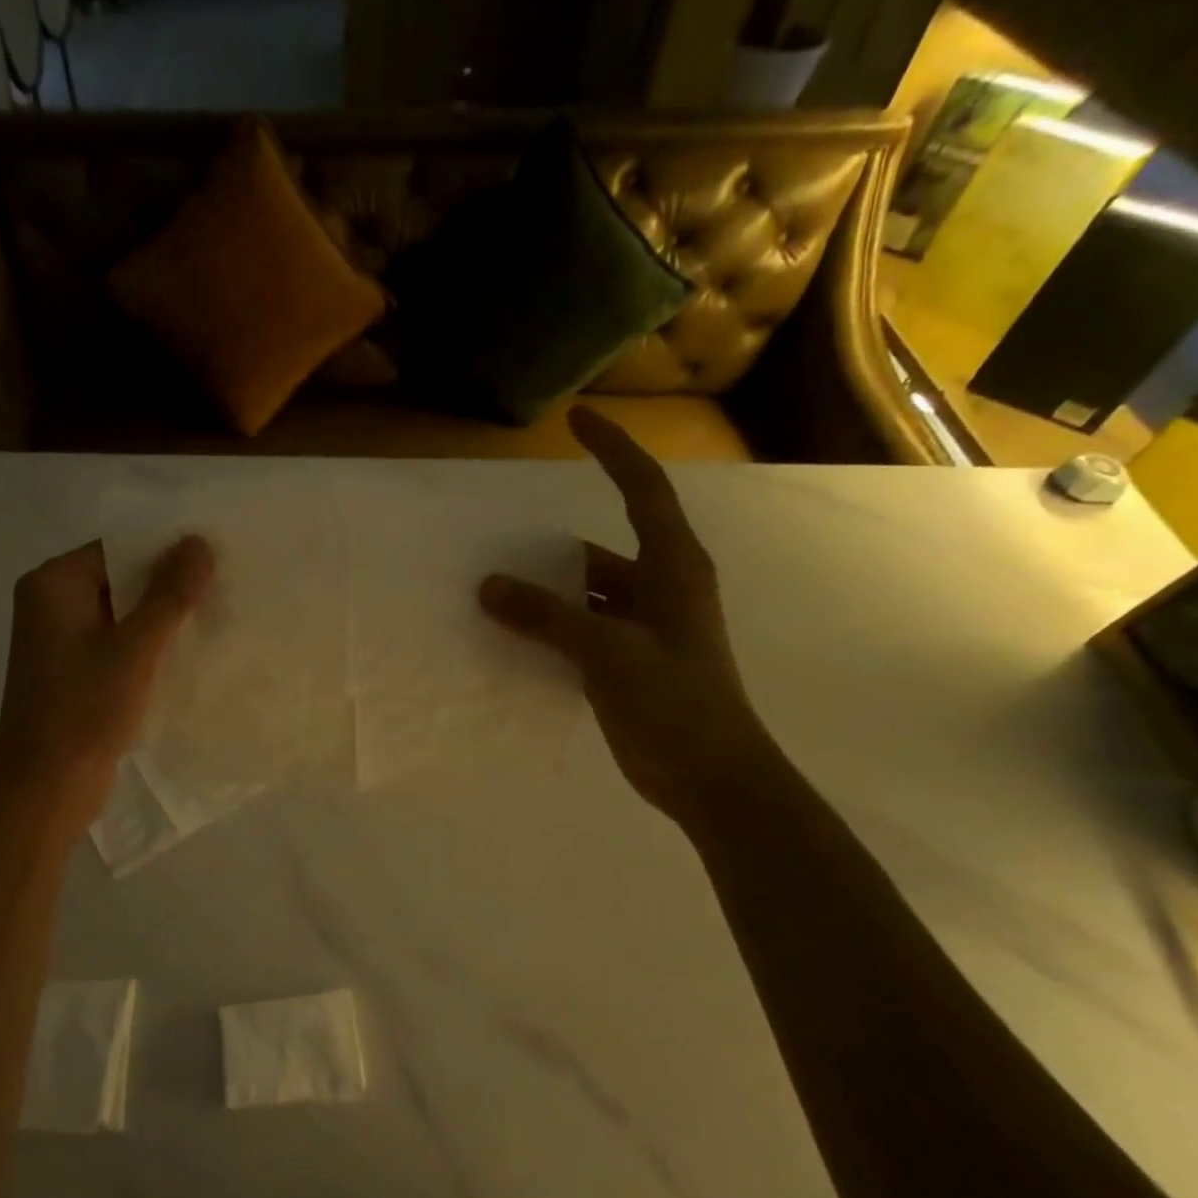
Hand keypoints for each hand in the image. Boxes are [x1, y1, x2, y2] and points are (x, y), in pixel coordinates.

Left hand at [0, 536, 213, 827]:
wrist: (45, 787)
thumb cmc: (85, 709)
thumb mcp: (135, 648)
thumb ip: (169, 594)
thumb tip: (199, 541)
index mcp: (53, 583)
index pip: (118, 548)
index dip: (167, 551)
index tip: (215, 559)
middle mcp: (51, 603)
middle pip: (120, 579)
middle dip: (169, 586)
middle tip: (224, 588)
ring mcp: (61, 641)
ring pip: (122, 614)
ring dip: (162, 619)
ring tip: (216, 617)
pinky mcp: (74, 672)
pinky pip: (117, 644)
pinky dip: (148, 646)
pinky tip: (189, 652)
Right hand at [478, 407, 776, 820]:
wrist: (709, 778)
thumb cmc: (675, 704)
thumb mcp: (608, 653)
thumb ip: (548, 617)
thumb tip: (488, 586)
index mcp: (672, 568)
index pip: (642, 490)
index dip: (612, 451)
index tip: (576, 420)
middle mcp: (658, 589)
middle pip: (597, 549)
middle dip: (548, 548)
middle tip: (495, 541)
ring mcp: (641, 628)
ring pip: (583, 594)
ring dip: (543, 594)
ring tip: (489, 593)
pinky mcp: (624, 662)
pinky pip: (577, 630)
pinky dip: (547, 629)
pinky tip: (508, 637)